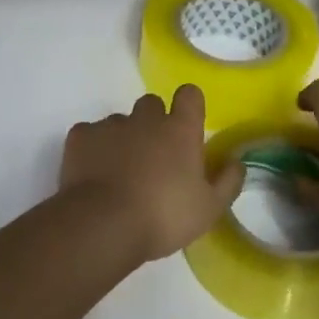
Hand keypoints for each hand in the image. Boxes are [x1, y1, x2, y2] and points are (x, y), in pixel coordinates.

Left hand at [60, 85, 243, 261]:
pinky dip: (93, 148)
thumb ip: (227, 182)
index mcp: (180, 130)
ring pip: (120, 121)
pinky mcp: (80, 136)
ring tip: (119, 171)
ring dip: (123, 138)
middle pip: (152, 104)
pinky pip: (90, 134)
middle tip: (154, 157)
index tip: (188, 125)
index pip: (190, 95)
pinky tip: (93, 173)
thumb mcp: (208, 209)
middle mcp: (146, 119)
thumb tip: (237, 162)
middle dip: (153, 122)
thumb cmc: (164, 216)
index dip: (189, 105)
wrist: (104, 224)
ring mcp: (110, 125)